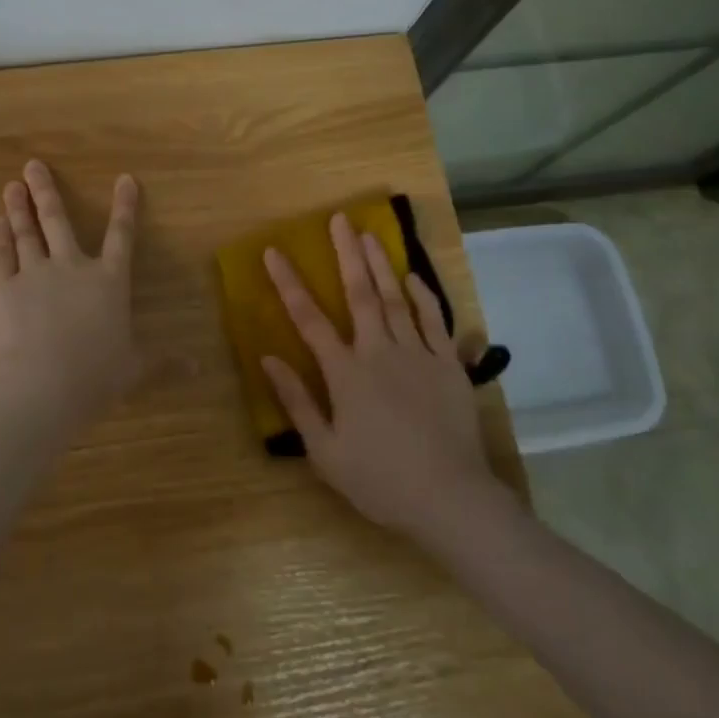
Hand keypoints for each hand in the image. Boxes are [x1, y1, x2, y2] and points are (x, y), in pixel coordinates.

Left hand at [0, 159, 142, 423]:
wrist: (42, 384)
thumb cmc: (96, 376)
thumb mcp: (135, 369)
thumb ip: (163, 362)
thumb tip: (197, 368)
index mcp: (108, 281)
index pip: (121, 236)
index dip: (125, 207)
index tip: (125, 178)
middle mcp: (71, 267)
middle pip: (58, 221)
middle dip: (46, 191)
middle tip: (32, 164)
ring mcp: (34, 273)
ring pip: (26, 232)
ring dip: (18, 208)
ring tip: (11, 185)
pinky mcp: (3, 287)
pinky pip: (0, 255)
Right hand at [262, 213, 513, 545]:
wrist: (450, 499)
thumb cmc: (380, 480)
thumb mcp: (325, 451)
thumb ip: (297, 401)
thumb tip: (267, 358)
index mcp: (345, 373)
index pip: (309, 319)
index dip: (289, 283)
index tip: (274, 252)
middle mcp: (379, 352)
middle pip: (359, 294)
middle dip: (345, 253)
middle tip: (339, 218)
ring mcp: (417, 355)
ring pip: (396, 298)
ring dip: (380, 264)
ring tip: (369, 234)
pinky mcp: (448, 366)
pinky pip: (434, 321)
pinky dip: (423, 296)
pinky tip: (413, 276)